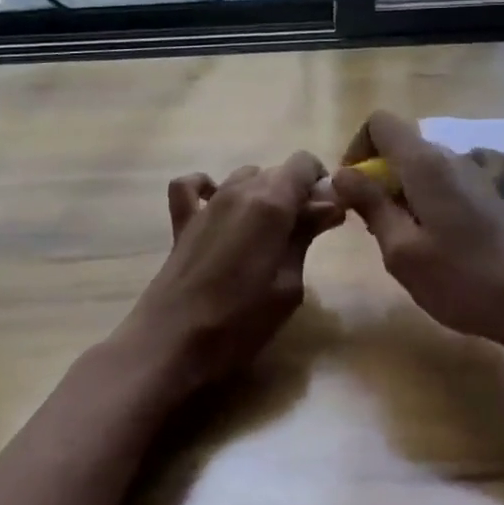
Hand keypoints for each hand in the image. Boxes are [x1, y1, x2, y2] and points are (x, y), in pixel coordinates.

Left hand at [126, 151, 342, 390]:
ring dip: (262, 193)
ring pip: (244, 176)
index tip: (327, 213)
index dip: (320, 182)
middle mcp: (239, 191)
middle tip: (304, 233)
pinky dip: (207, 187)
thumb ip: (306, 236)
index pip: (304, 163)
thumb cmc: (241, 320)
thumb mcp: (289, 284)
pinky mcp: (183, 221)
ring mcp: (207, 204)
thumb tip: (330, 205)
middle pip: (276, 172)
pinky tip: (217, 206)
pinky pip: (193, 186)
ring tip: (268, 231)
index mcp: (271, 203)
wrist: (173, 341)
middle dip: (296, 193)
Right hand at [331, 111, 503, 367]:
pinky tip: (445, 216)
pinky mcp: (494, 194)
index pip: (379, 123)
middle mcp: (451, 157)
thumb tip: (341, 173)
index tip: (353, 190)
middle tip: (377, 228)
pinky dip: (440, 189)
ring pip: (425, 165)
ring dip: (405, 191)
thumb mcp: (402, 251)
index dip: (357, 149)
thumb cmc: (463, 281)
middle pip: (401, 146)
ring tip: (409, 238)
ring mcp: (478, 173)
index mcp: (425, 164)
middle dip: (378, 177)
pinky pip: (456, 175)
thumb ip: (370, 205)